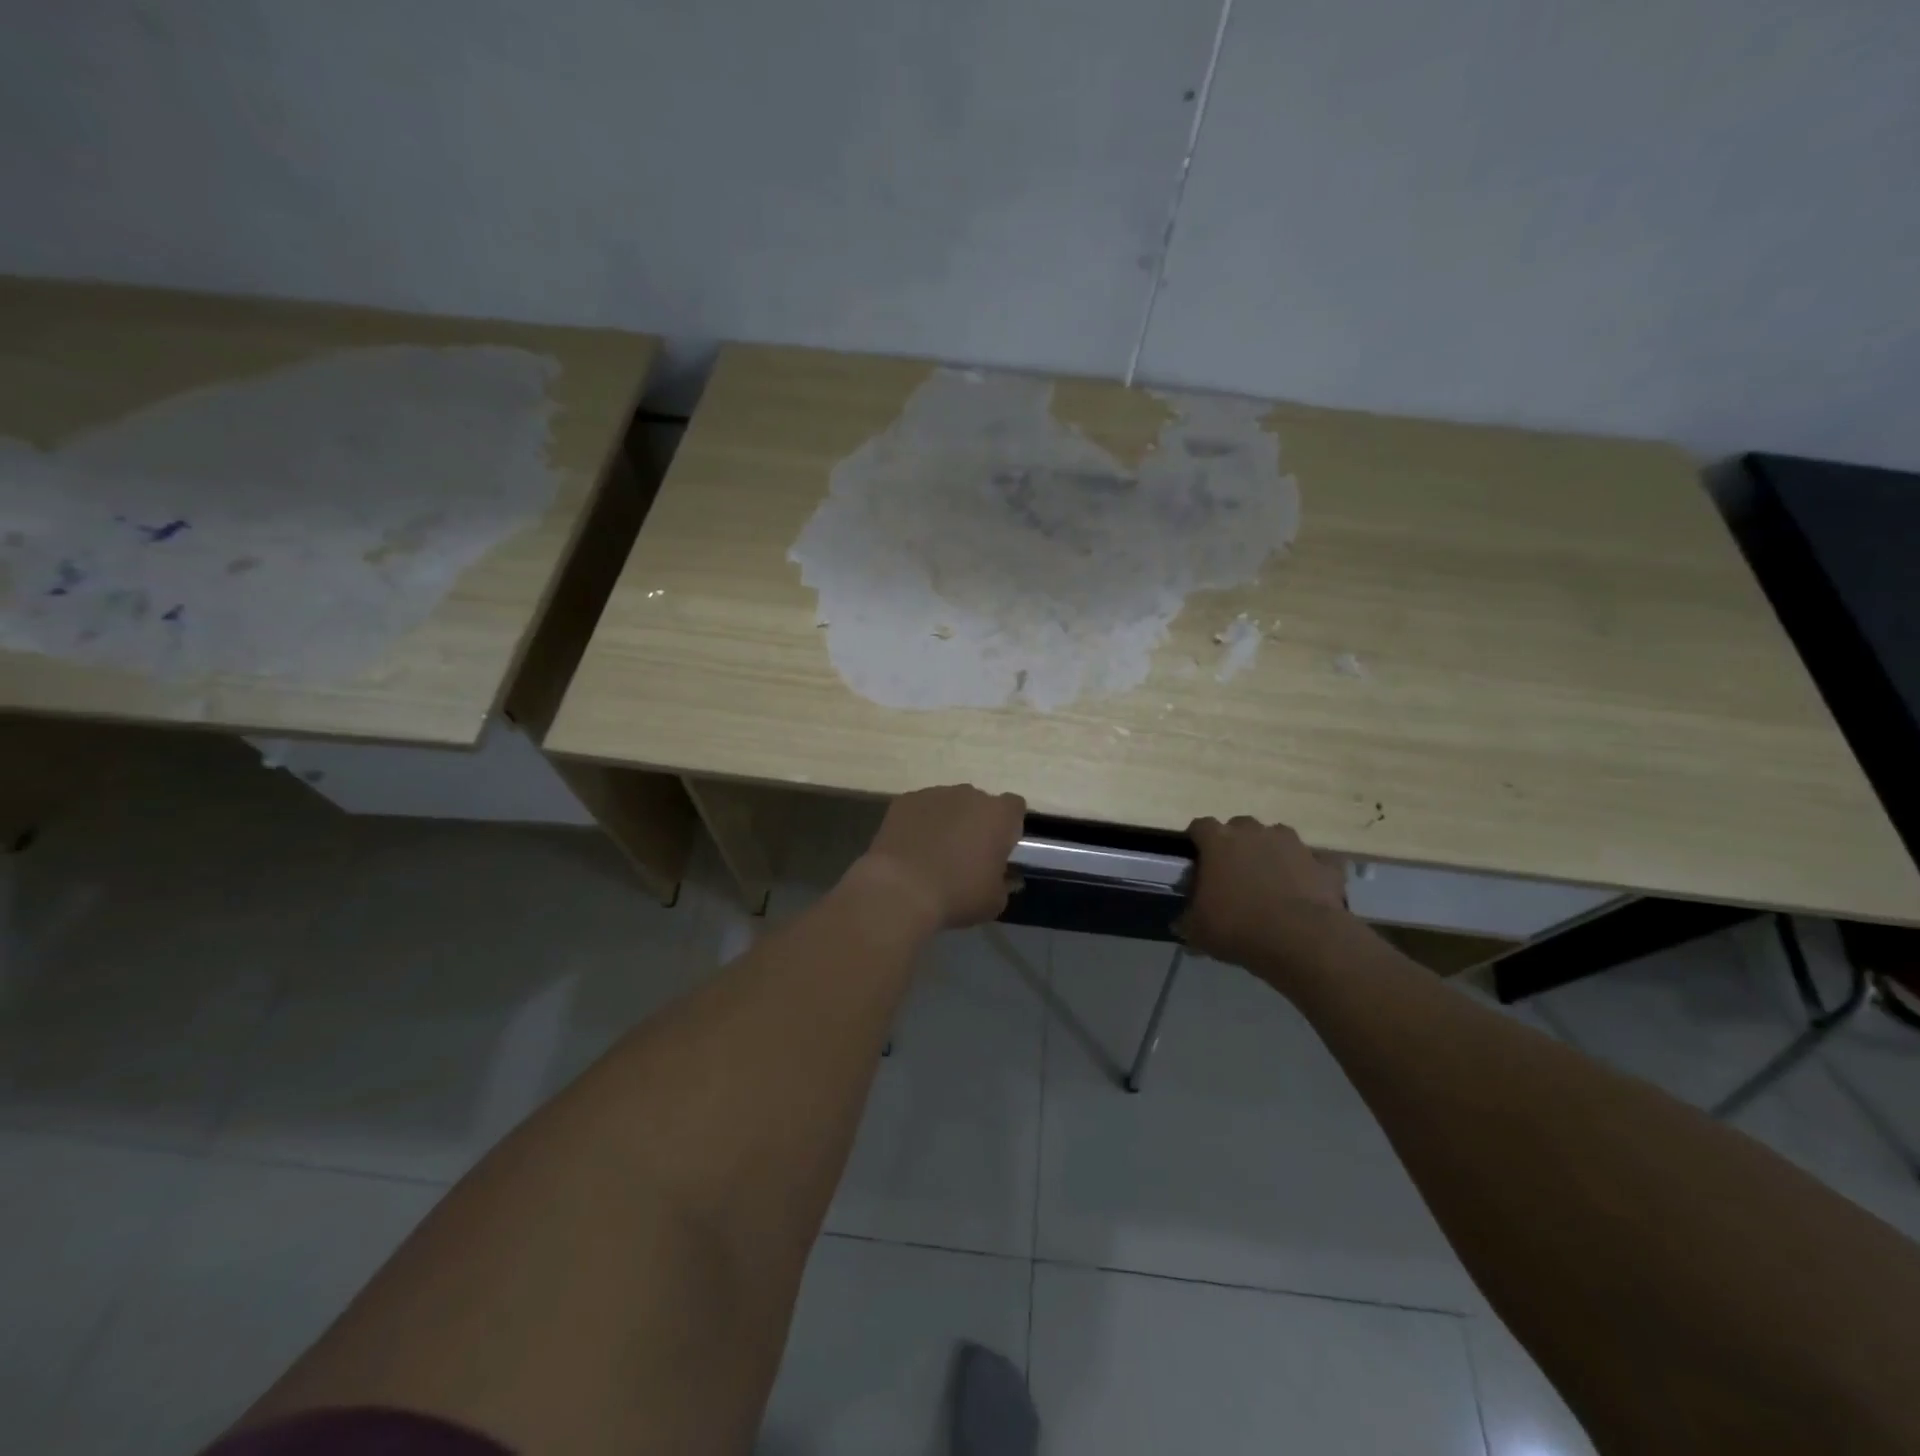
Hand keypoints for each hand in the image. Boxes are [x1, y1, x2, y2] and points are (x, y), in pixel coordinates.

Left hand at [850, 785, 1026, 930]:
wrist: (900, 890)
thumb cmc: (957, 894)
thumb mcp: (994, 901)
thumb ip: (1005, 883)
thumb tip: (1006, 878)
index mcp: (998, 815)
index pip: (1014, 807)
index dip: (1008, 826)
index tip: (999, 849)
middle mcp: (969, 795)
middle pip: (979, 803)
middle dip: (976, 822)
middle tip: (966, 854)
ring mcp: (934, 794)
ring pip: (948, 803)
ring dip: (947, 821)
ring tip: (933, 852)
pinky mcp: (905, 800)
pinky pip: (920, 808)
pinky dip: (919, 823)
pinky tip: (911, 848)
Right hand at [1180, 816, 1348, 971]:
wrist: (1301, 939)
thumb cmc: (1238, 927)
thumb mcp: (1197, 930)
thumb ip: (1187, 920)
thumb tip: (1181, 923)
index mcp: (1219, 841)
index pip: (1200, 826)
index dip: (1197, 840)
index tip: (1196, 858)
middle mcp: (1255, 832)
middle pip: (1240, 826)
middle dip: (1236, 844)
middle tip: (1234, 872)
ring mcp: (1293, 844)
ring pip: (1278, 838)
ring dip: (1272, 852)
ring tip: (1270, 880)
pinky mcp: (1324, 864)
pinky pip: (1315, 862)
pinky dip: (1310, 872)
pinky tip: (1306, 892)